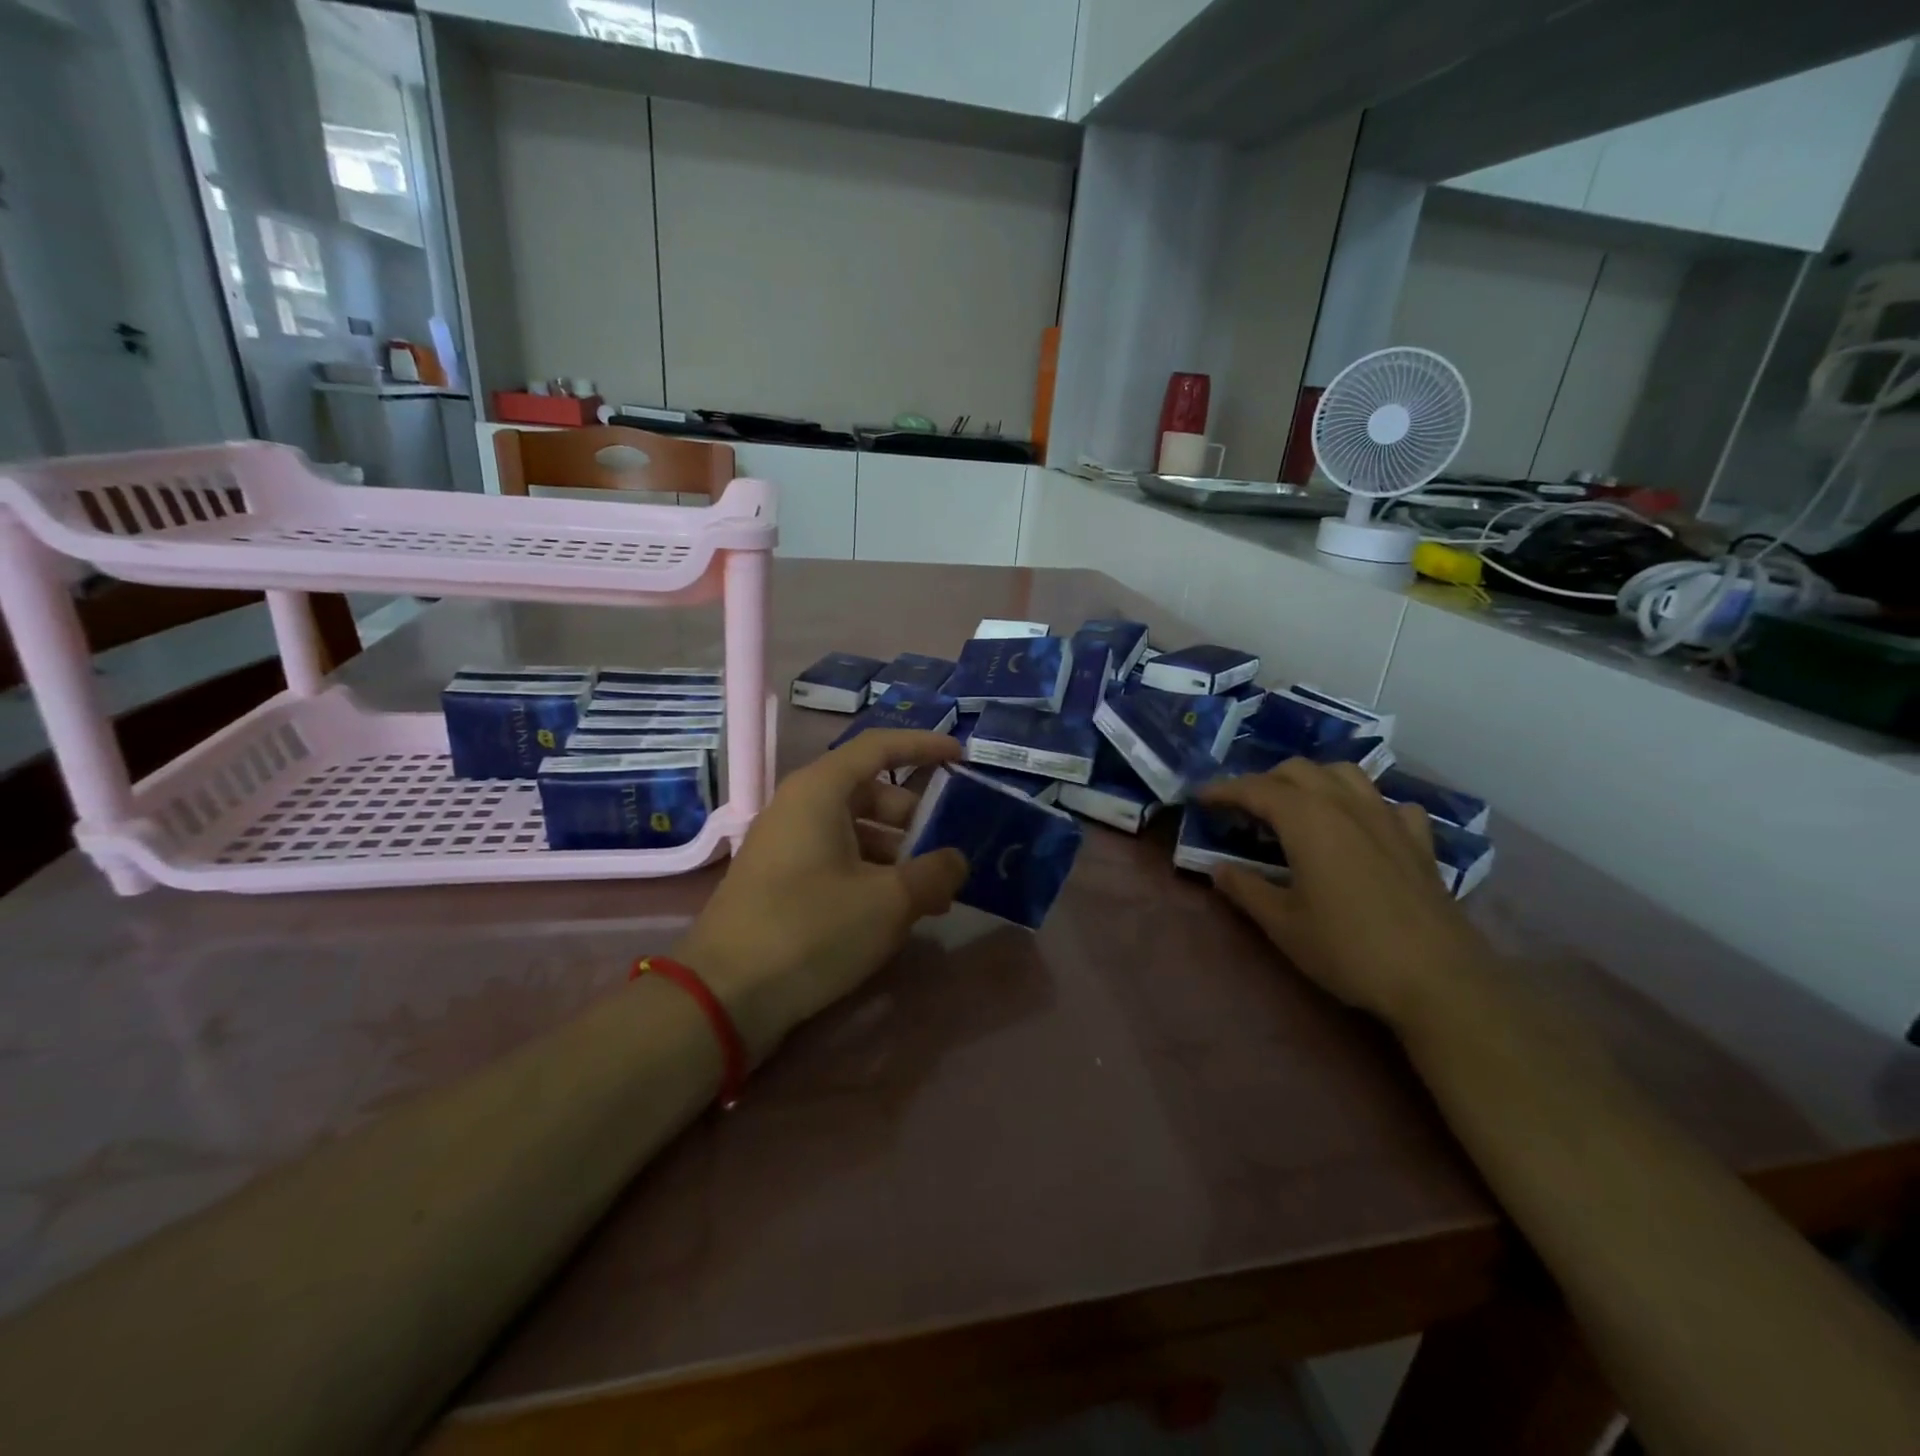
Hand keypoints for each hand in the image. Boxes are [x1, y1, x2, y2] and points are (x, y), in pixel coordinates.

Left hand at [672, 730, 968, 1063]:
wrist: (724, 996)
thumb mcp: (888, 902)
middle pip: (868, 791)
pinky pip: (835, 858)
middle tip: (948, 850)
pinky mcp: (779, 880)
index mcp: (820, 791)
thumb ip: (934, 873)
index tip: (960, 756)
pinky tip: (894, 911)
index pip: (878, 747)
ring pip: (854, 830)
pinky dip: (870, 873)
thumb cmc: (811, 930)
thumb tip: (956, 861)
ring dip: (896, 853)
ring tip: (930, 893)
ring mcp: (784, 844)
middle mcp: (798, 807)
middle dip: (914, 817)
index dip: (923, 746)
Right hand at [1197, 760, 1489, 1030]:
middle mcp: (1346, 805)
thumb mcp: (1282, 924)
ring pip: (1345, 774)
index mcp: (1307, 819)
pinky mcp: (1418, 841)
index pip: (1255, 788)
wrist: (1438, 979)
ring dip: (1313, 781)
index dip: (1223, 789)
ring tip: (1297, 807)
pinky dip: (1366, 805)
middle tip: (1244, 809)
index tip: (1200, 798)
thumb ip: (1245, 889)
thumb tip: (1218, 869)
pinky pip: (1389, 803)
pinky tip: (1362, 827)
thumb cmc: (1348, 949)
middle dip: (1264, 781)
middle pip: (1298, 770)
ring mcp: (1388, 819)